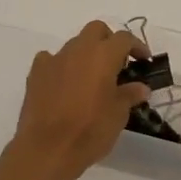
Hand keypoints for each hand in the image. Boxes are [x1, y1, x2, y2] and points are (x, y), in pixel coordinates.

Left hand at [6, 21, 148, 179]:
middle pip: (96, 30)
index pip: (124, 38)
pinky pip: (51, 59)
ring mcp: (54, 59)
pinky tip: (65, 83)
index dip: (137, 46)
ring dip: (86, 54)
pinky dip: (61, 66)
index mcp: (103, 55)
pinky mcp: (36, 73)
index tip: (144, 60)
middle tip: (118, 63)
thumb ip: (130, 95)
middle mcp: (78, 50)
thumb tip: (141, 87)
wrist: (47, 150)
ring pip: (74, 44)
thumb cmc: (90, 131)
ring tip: (91, 78)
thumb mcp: (118, 115)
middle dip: (109, 40)